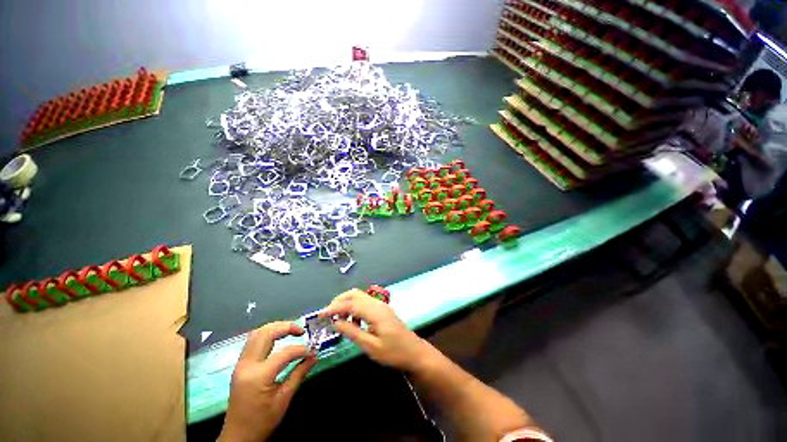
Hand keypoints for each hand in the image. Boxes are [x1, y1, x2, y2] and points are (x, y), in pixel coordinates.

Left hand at [218, 322, 316, 441]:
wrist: (238, 437)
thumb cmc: (262, 421)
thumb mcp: (284, 399)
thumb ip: (299, 373)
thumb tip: (314, 356)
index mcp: (258, 376)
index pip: (284, 353)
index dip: (301, 350)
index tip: (312, 351)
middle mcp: (247, 365)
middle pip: (266, 333)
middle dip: (286, 327)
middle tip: (301, 331)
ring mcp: (241, 364)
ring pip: (257, 334)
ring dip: (275, 328)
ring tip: (291, 331)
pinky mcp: (240, 366)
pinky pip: (252, 342)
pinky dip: (267, 335)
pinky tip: (277, 339)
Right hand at [320, 289, 434, 372]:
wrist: (414, 352)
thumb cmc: (394, 353)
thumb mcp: (371, 346)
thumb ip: (353, 332)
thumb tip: (336, 322)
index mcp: (375, 312)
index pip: (350, 304)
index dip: (334, 308)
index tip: (320, 314)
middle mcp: (377, 304)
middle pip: (355, 294)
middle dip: (339, 301)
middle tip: (328, 314)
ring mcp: (381, 305)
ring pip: (360, 296)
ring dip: (347, 304)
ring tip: (339, 320)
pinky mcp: (382, 309)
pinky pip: (365, 303)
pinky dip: (355, 308)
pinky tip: (354, 322)